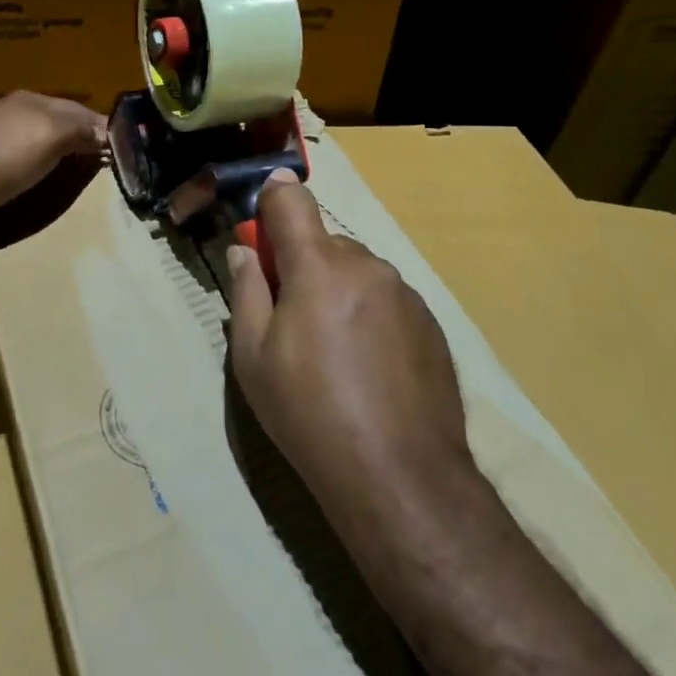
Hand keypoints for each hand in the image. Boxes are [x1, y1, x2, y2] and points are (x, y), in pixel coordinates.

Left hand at [0, 91, 106, 233]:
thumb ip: (80, 130)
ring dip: (60, 152)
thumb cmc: (3, 158)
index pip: (80, 109)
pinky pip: (21, 156)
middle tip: (104, 164)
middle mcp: (14, 110)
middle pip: (60, 122)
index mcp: (33, 100)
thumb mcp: (51, 137)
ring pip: (40, 138)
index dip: (102, 128)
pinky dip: (38, 164)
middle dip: (82, 138)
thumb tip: (107, 133)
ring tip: (77, 172)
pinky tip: (40, 178)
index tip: (123, 151)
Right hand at [228, 171, 474, 534]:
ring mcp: (405, 293)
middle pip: (324, 243)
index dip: (271, 199)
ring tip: (334, 353)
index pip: (292, 198)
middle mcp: (367, 266)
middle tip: (291, 320)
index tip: (260, 227)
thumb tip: (244, 251)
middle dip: (303, 265)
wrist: (400, 477)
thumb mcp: (253, 358)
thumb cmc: (310, 413)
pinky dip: (370, 316)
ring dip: (338, 291)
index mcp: (319, 266)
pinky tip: (369, 368)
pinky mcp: (431, 323)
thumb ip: (246, 291)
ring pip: (357, 272)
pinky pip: (387, 300)